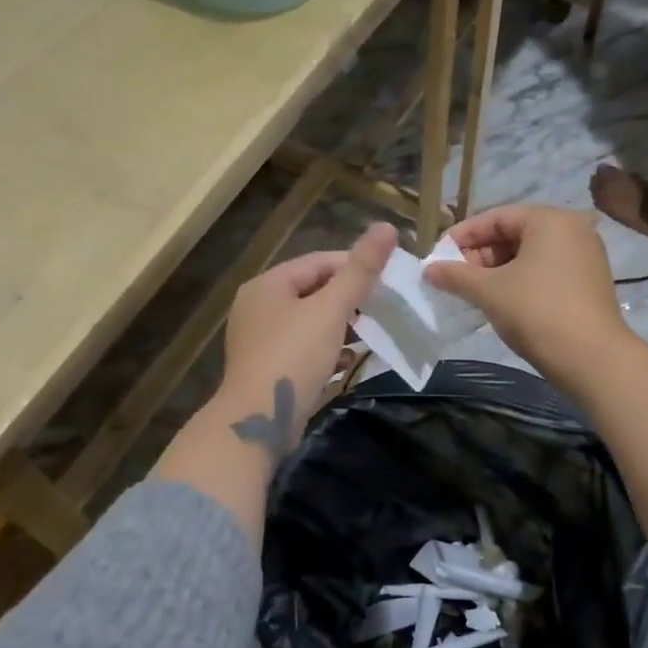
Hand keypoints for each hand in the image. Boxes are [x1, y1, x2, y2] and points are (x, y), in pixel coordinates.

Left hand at [216, 222, 397, 458]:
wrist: (258, 420)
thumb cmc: (294, 356)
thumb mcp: (331, 309)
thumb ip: (361, 270)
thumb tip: (387, 226)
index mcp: (268, 284)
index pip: (319, 262)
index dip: (356, 267)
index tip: (388, 281)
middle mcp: (258, 306)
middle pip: (314, 291)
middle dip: (350, 300)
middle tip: (383, 309)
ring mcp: (260, 339)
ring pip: (310, 322)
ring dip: (341, 326)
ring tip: (370, 333)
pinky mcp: (268, 368)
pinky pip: (303, 348)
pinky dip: (327, 349)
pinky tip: (348, 360)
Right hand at [424, 205, 631, 385]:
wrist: (593, 359)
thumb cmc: (537, 312)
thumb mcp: (489, 291)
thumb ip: (456, 275)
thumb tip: (429, 269)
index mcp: (549, 220)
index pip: (496, 217)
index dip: (463, 236)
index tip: (438, 256)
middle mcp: (572, 230)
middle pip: (514, 234)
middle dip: (480, 255)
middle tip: (454, 278)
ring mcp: (585, 257)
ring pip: (530, 255)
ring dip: (498, 271)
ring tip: (473, 292)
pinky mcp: (589, 283)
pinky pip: (546, 272)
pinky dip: (520, 281)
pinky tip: (501, 302)